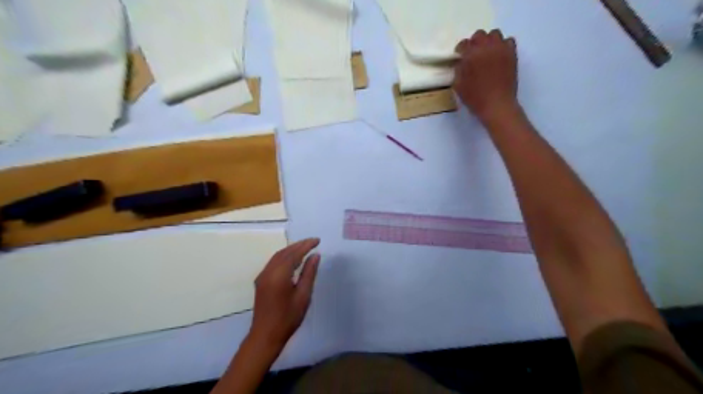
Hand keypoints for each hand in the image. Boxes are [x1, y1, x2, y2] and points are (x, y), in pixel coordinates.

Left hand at [247, 237, 320, 350]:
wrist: (265, 336)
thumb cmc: (288, 318)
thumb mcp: (303, 295)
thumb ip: (309, 273)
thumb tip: (315, 256)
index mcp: (279, 275)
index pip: (294, 254)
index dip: (306, 245)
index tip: (318, 240)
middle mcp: (268, 272)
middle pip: (284, 252)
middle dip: (299, 245)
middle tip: (313, 242)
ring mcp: (262, 276)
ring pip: (277, 256)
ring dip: (291, 249)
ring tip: (305, 247)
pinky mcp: (260, 281)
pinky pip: (273, 263)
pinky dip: (284, 257)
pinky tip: (292, 259)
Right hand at [454, 30, 517, 123]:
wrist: (497, 105)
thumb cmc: (475, 97)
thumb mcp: (458, 86)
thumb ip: (458, 70)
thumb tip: (461, 62)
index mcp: (471, 55)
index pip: (464, 44)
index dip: (460, 49)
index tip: (460, 56)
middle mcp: (486, 47)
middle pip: (479, 35)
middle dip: (474, 42)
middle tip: (473, 53)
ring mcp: (501, 49)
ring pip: (494, 34)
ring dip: (489, 41)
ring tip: (487, 52)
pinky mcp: (512, 54)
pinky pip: (508, 41)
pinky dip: (502, 45)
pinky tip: (498, 55)